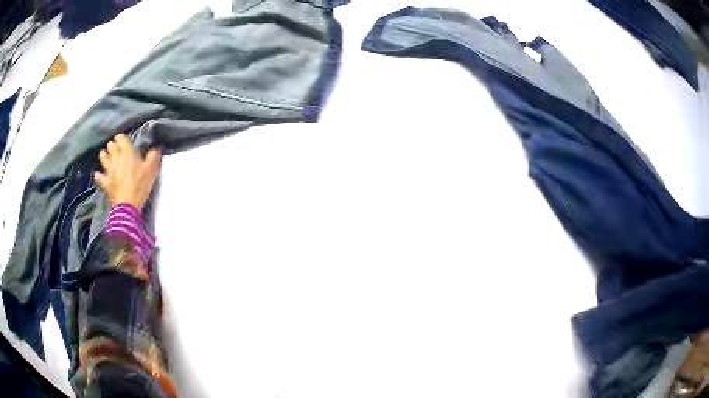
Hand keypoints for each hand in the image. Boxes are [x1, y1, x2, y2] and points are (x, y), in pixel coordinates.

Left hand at [94, 134, 160, 211]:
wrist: (127, 205)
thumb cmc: (140, 186)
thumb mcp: (151, 170)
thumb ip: (153, 157)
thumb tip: (155, 148)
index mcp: (127, 153)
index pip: (122, 139)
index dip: (122, 138)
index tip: (122, 138)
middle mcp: (116, 159)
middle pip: (112, 147)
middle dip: (112, 145)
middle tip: (113, 145)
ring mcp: (109, 171)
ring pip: (104, 159)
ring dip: (103, 155)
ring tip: (103, 153)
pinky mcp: (105, 183)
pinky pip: (99, 177)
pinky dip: (98, 175)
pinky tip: (97, 174)